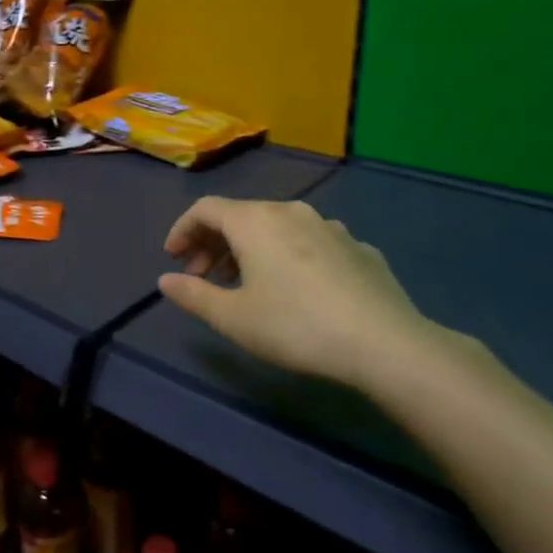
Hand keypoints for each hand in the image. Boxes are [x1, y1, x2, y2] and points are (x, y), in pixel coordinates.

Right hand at [158, 197, 442, 390]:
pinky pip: (310, 243)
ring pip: (277, 228)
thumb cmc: (296, 326)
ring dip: (251, 250)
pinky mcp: (359, 248)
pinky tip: (296, 289)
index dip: (182, 230)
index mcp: (255, 221)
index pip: (206, 209)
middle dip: (214, 243)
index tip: (174, 258)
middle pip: (241, 216)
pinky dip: (289, 257)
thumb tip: (166, 281)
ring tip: (246, 284)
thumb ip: (194, 295)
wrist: (386, 344)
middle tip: (203, 276)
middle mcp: (291, 212)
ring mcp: (330, 227)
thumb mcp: (233, 318)